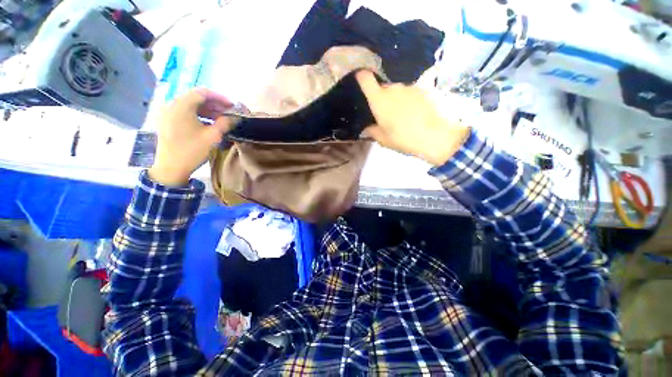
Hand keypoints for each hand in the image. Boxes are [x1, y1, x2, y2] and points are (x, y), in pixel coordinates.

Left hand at [149, 89, 235, 185]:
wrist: (171, 167)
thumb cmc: (192, 151)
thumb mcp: (212, 137)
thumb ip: (225, 123)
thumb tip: (235, 117)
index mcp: (181, 106)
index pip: (202, 93)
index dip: (220, 97)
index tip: (232, 105)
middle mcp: (172, 105)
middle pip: (196, 97)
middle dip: (214, 104)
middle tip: (228, 112)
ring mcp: (168, 112)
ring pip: (191, 105)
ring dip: (207, 110)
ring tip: (221, 118)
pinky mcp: (167, 120)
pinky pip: (185, 112)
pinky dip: (198, 114)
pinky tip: (208, 123)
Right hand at [356, 70, 469, 165]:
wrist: (435, 136)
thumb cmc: (403, 138)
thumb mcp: (383, 140)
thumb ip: (372, 131)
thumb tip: (366, 128)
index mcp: (379, 100)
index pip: (365, 79)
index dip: (361, 77)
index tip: (361, 81)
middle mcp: (393, 88)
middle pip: (383, 88)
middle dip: (382, 98)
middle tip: (386, 114)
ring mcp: (409, 87)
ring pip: (397, 91)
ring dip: (397, 100)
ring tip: (403, 116)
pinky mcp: (424, 89)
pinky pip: (411, 93)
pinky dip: (410, 101)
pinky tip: (415, 114)